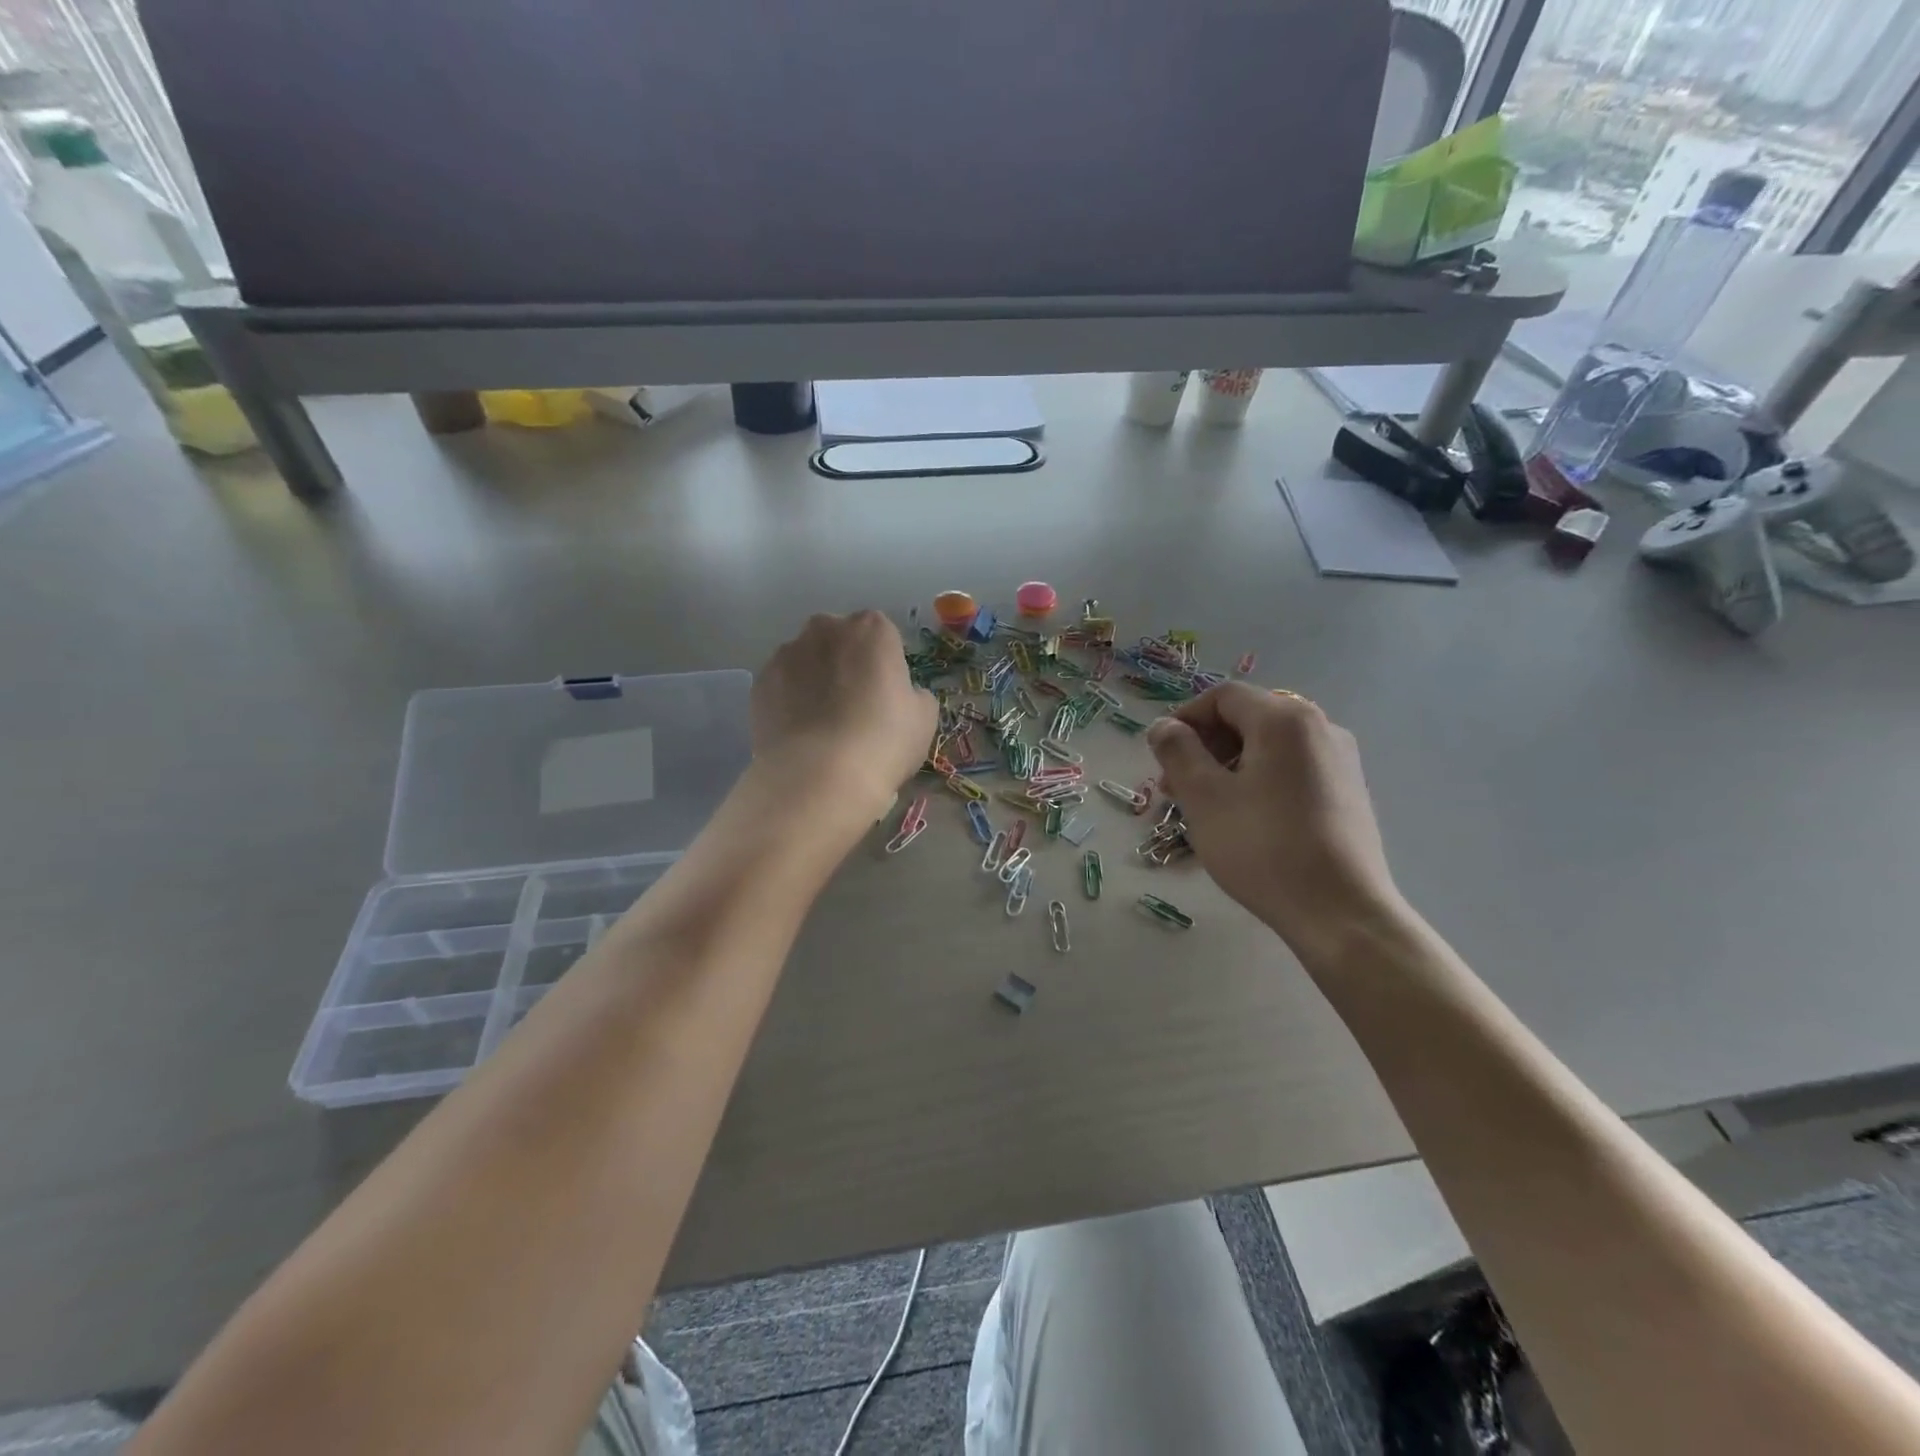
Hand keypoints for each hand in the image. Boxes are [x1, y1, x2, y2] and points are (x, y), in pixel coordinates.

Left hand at [751, 611, 937, 818]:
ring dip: (814, 679)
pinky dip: (789, 700)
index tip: (886, 694)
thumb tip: (902, 694)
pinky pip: (782, 685)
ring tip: (822, 724)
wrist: (819, 776)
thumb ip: (914, 694)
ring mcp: (787, 653)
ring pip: (806, 660)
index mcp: (872, 629)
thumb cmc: (883, 741)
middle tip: (854, 705)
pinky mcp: (760, 682)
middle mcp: (826, 629)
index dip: (884, 664)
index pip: (882, 634)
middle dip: (845, 662)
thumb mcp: (924, 718)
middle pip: (839, 639)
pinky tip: (800, 733)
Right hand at [1147, 684, 1402, 963]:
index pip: (1223, 696)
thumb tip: (1164, 726)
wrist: (1340, 912)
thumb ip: (1177, 751)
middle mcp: (1320, 726)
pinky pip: (1291, 768)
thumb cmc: (1263, 848)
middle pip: (1248, 718)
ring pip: (1269, 746)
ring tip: (1205, 807)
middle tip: (1175, 787)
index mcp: (1285, 719)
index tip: (1161, 756)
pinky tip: (1245, 818)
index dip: (1184, 718)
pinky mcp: (1348, 791)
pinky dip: (1259, 779)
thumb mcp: (1203, 797)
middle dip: (1204, 745)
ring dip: (1228, 765)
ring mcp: (1340, 759)